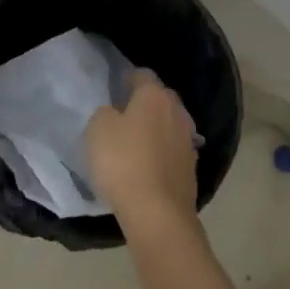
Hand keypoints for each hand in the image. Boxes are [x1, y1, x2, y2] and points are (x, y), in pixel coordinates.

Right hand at [86, 69, 200, 236]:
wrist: (157, 213)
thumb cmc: (123, 162)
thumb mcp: (98, 129)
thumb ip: (106, 113)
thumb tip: (116, 114)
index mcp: (154, 97)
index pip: (143, 75)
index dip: (128, 78)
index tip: (116, 87)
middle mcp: (177, 113)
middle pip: (161, 98)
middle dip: (146, 102)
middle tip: (125, 113)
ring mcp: (188, 142)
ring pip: (170, 125)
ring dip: (156, 129)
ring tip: (137, 141)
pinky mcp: (191, 169)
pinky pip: (173, 151)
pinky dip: (162, 153)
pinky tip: (149, 164)